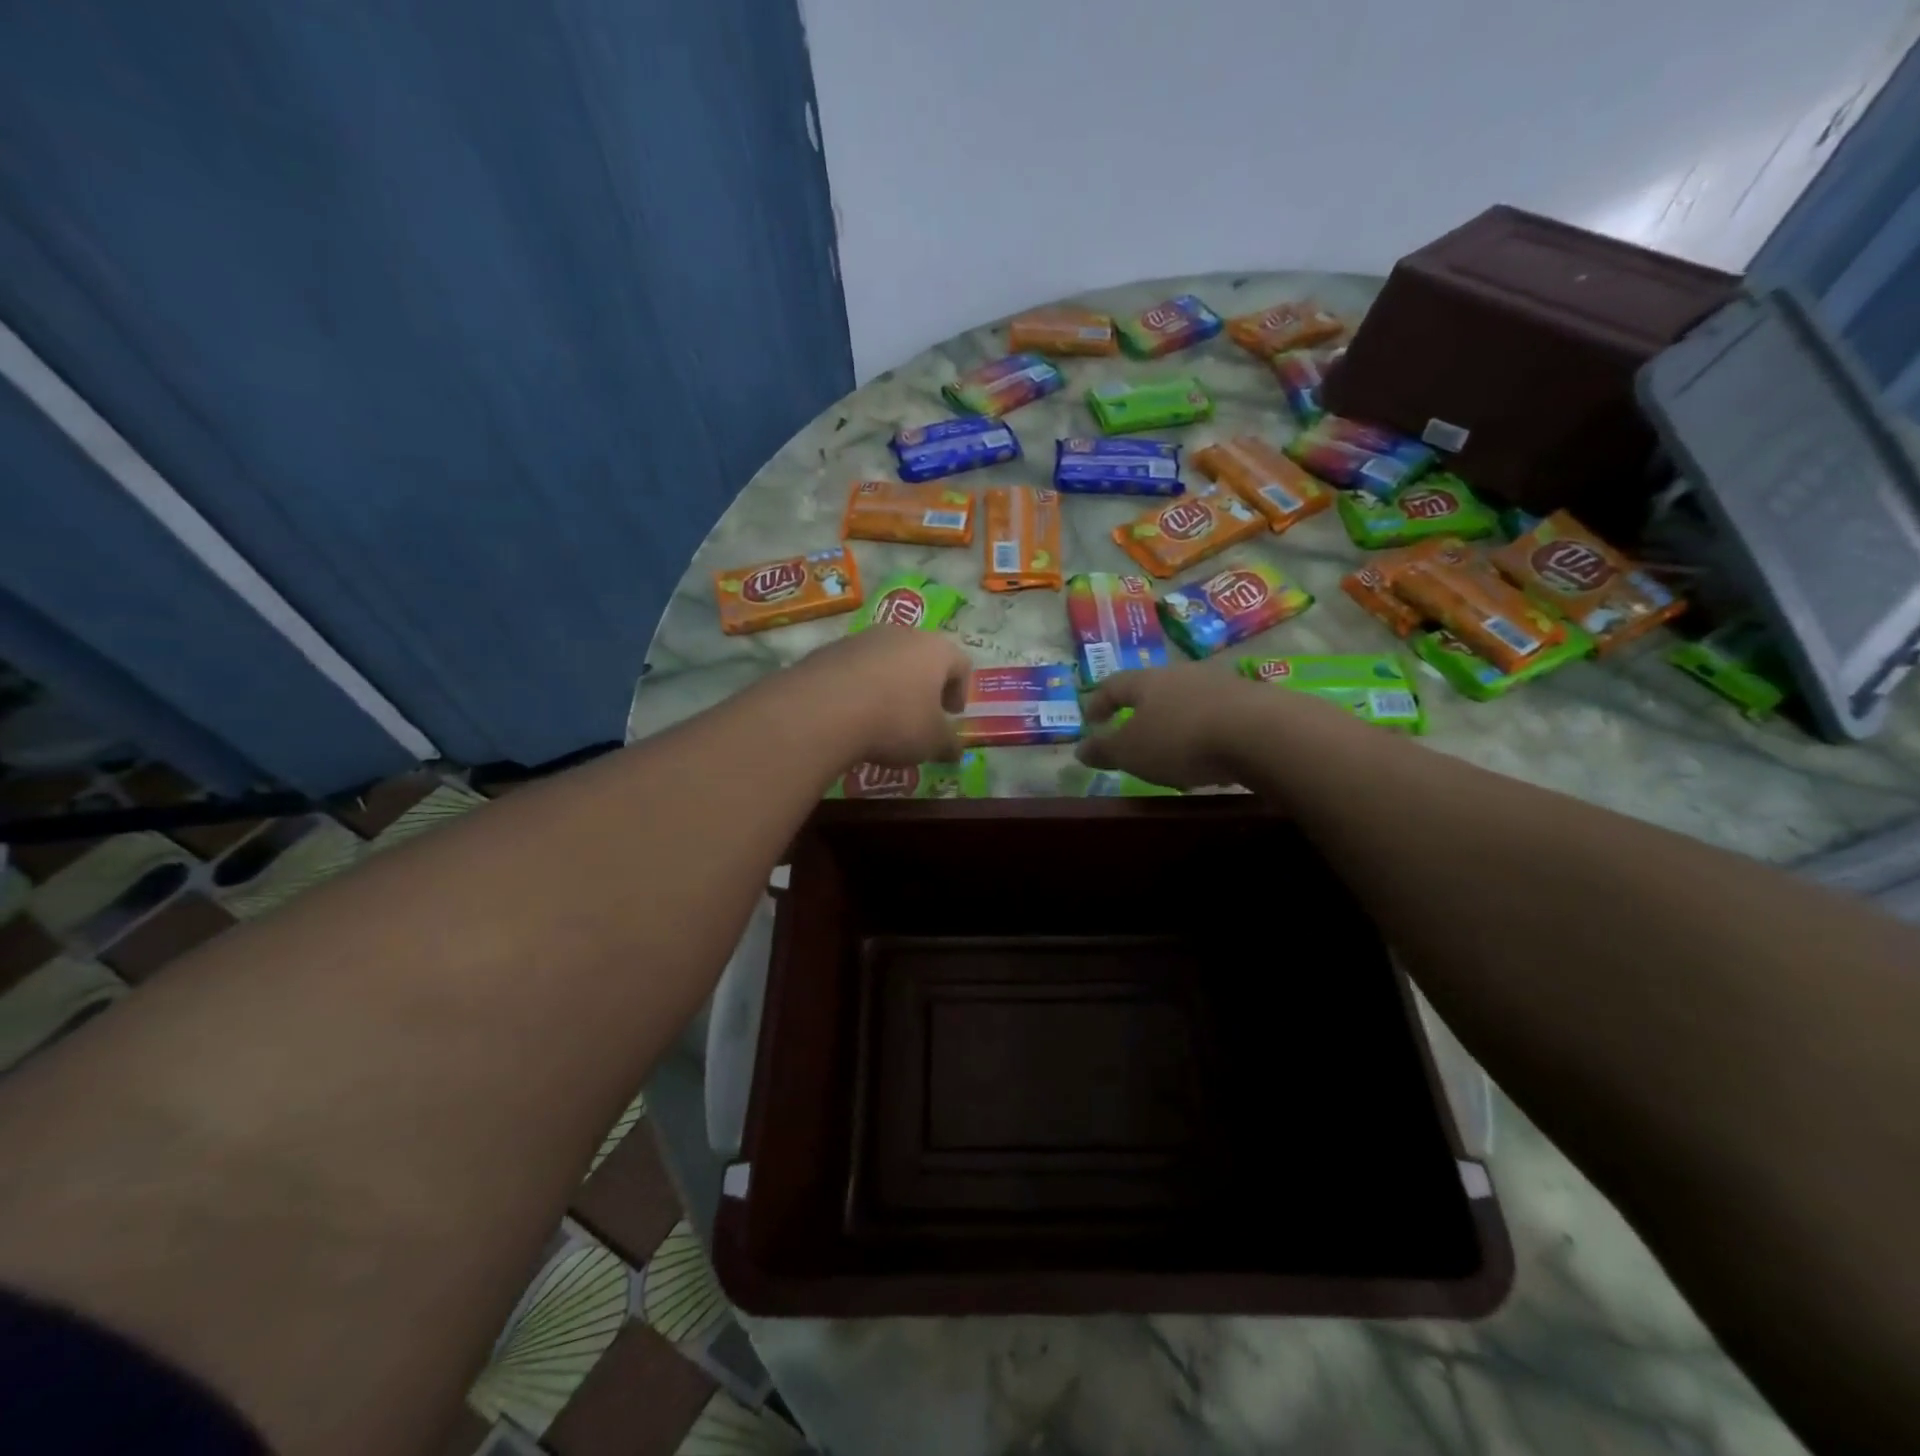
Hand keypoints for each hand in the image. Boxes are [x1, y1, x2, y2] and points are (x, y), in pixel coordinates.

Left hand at [789, 626, 970, 766]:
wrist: (823, 709)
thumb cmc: (895, 721)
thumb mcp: (931, 742)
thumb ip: (948, 744)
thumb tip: (956, 750)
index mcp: (935, 650)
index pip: (960, 662)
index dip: (960, 690)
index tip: (951, 714)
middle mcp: (901, 634)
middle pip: (921, 654)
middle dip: (923, 684)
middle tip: (920, 713)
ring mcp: (862, 638)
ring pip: (885, 658)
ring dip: (889, 682)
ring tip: (882, 716)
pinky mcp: (829, 650)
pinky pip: (853, 667)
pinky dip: (858, 686)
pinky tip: (851, 713)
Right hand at [1075, 663, 1269, 788]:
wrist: (1262, 732)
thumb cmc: (1181, 739)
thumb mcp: (1132, 752)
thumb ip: (1104, 750)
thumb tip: (1080, 749)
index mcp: (1147, 681)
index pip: (1114, 685)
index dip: (1098, 702)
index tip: (1090, 719)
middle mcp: (1182, 674)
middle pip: (1154, 689)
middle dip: (1141, 712)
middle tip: (1133, 734)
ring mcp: (1220, 684)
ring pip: (1188, 701)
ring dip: (1176, 723)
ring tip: (1173, 752)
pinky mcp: (1252, 701)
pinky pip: (1218, 716)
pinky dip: (1206, 734)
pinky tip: (1210, 758)